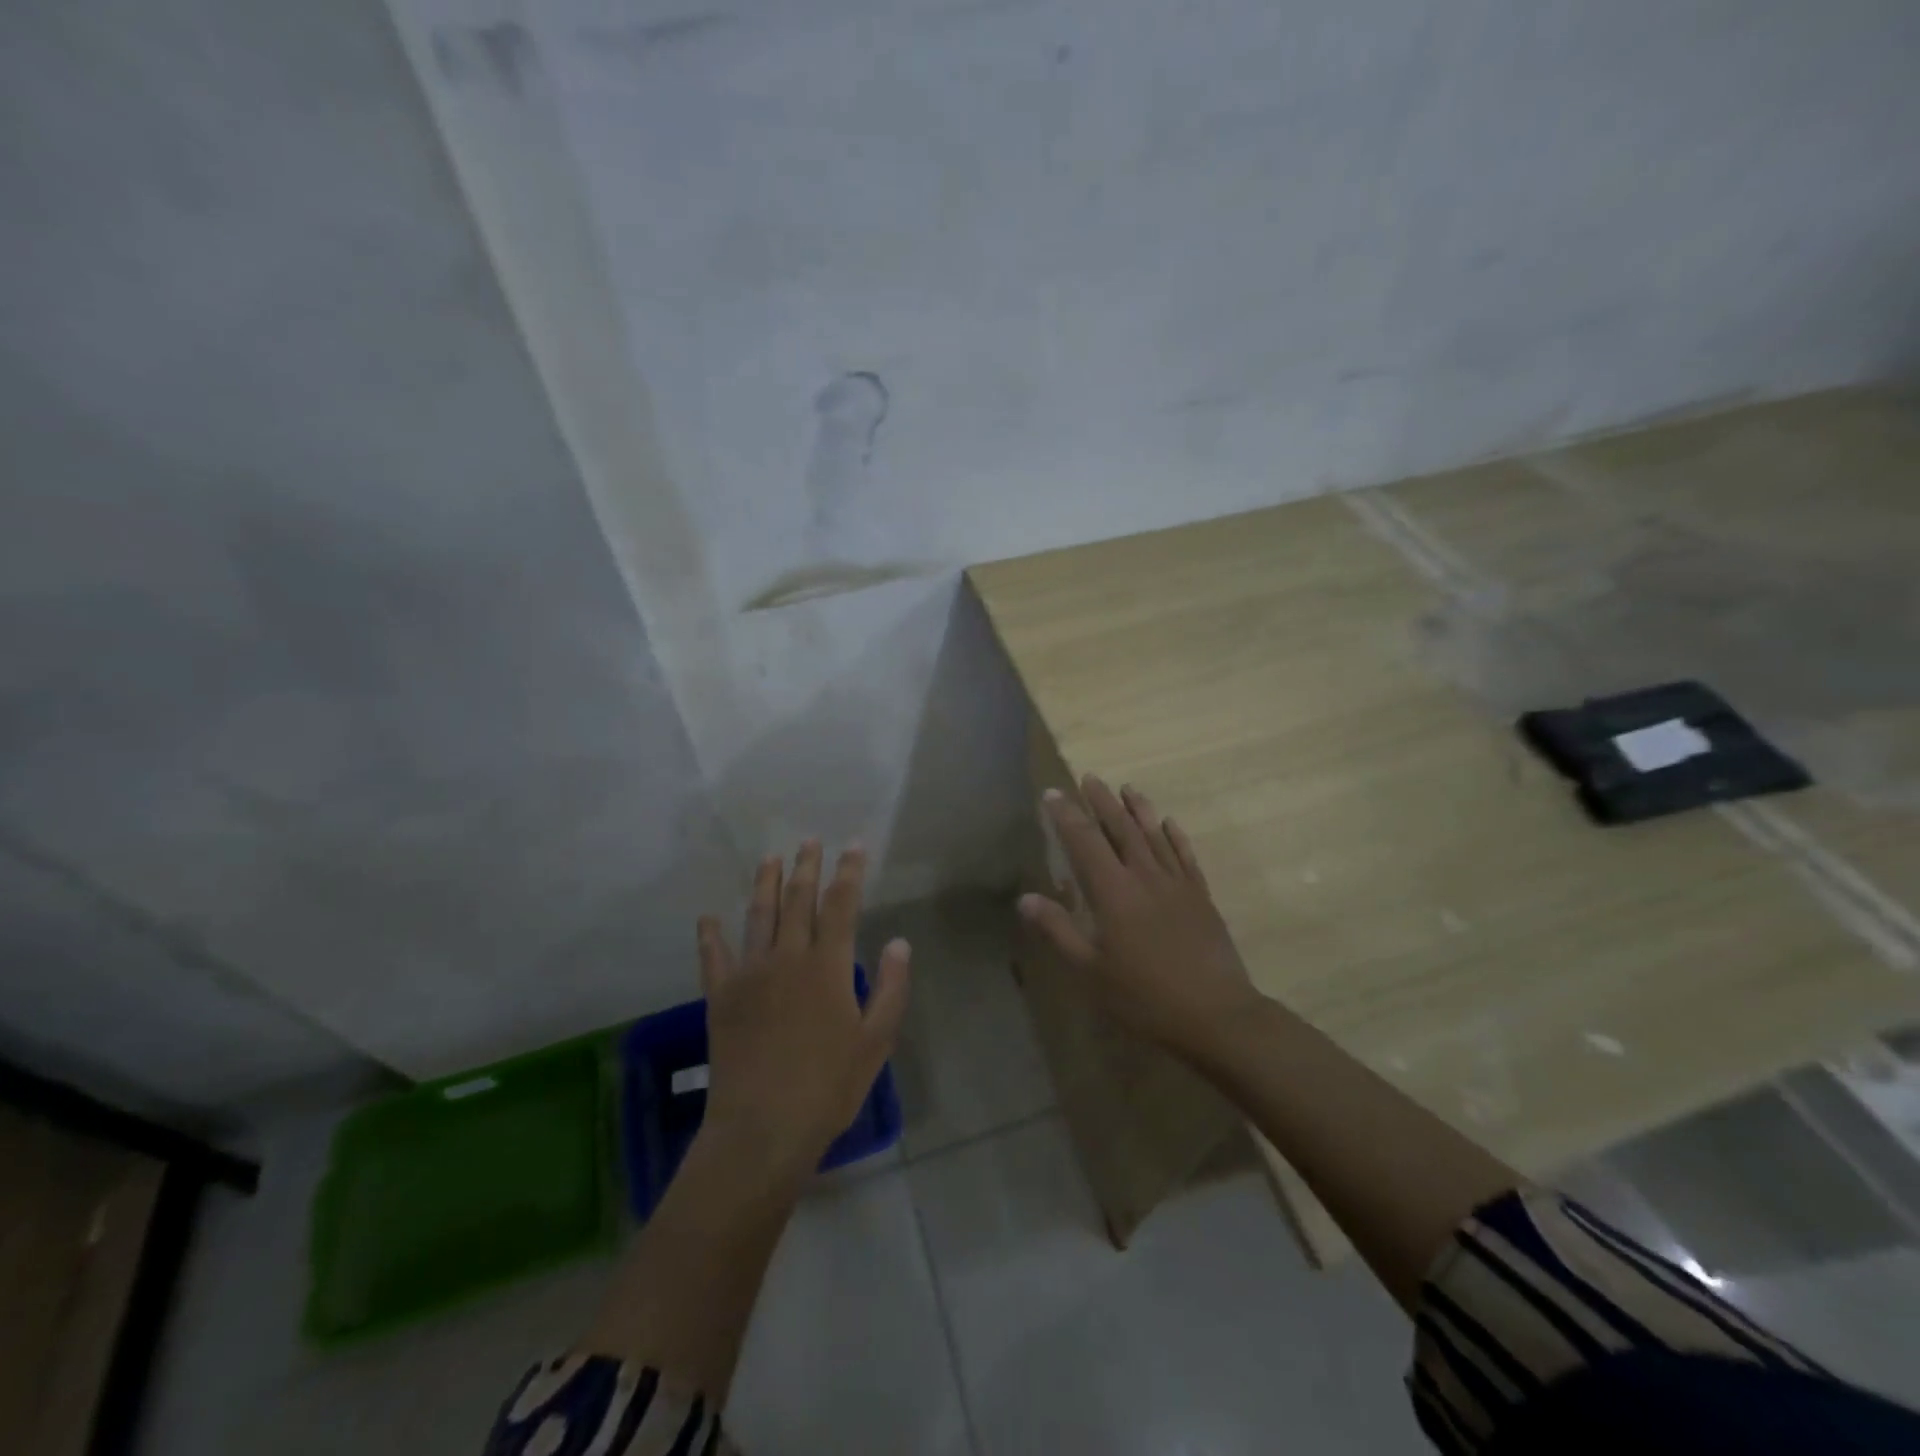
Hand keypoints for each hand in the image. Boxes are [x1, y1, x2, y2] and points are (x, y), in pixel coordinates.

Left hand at [697, 841, 909, 1183]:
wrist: (762, 1128)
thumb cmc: (828, 1086)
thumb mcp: (876, 1041)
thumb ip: (891, 988)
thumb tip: (900, 942)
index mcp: (828, 966)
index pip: (842, 904)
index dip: (849, 872)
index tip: (854, 846)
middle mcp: (788, 957)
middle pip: (798, 900)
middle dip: (807, 867)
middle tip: (810, 841)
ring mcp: (750, 974)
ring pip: (758, 916)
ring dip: (765, 884)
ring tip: (769, 858)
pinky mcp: (721, 997)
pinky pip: (713, 957)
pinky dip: (710, 935)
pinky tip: (708, 918)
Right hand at [1019, 776, 1261, 1063]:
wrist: (1215, 1014)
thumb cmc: (1144, 996)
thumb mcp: (1090, 971)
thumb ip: (1058, 930)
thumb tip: (1025, 898)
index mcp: (1114, 892)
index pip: (1086, 842)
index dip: (1067, 816)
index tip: (1052, 794)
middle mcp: (1145, 877)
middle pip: (1121, 829)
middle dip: (1102, 802)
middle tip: (1089, 778)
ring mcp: (1177, 884)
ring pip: (1155, 836)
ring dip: (1139, 809)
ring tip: (1127, 788)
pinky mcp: (1201, 897)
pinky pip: (1185, 856)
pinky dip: (1175, 836)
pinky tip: (1169, 823)